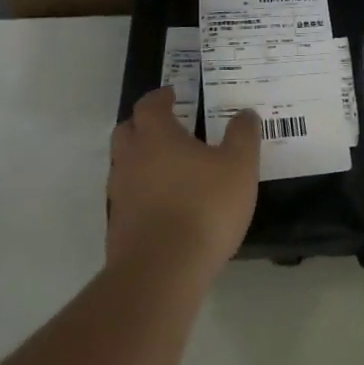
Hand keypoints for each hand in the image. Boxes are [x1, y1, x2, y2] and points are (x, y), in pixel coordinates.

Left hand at [107, 89, 259, 278]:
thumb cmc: (204, 206)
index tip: (174, 94)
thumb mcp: (239, 166)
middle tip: (168, 127)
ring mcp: (120, 193)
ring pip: (125, 164)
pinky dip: (143, 192)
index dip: (161, 97)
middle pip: (127, 131)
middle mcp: (131, 159)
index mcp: (157, 136)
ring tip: (171, 168)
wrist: (162, 270)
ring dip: (142, 160)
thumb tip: (245, 114)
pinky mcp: (118, 225)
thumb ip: (243, 136)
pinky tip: (166, 204)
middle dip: (144, 124)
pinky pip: (128, 196)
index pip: (150, 105)